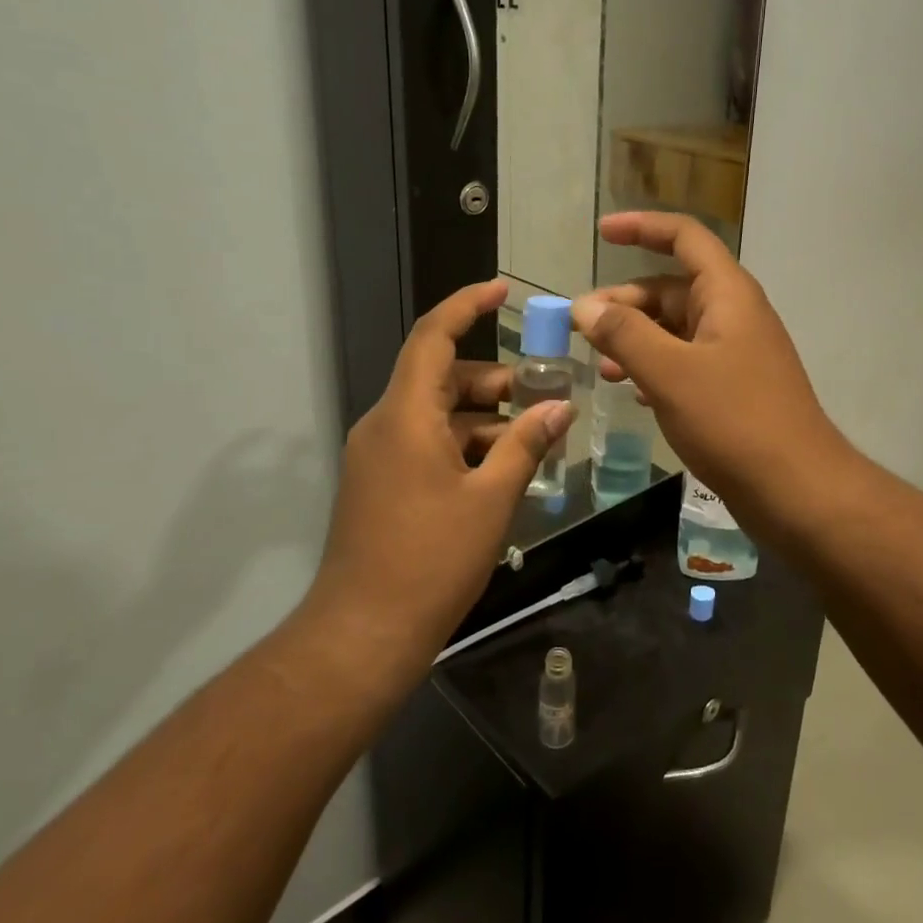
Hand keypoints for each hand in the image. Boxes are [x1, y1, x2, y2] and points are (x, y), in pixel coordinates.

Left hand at [301, 280, 573, 689]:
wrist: (363, 633)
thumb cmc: (431, 559)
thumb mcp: (491, 499)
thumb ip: (526, 445)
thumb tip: (560, 406)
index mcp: (405, 416)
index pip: (433, 337)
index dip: (467, 305)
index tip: (502, 290)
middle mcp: (384, 425)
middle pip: (441, 377)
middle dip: (494, 380)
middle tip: (542, 394)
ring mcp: (378, 456)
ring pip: (437, 414)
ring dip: (483, 418)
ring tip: (531, 440)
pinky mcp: (380, 483)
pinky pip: (426, 443)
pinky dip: (464, 445)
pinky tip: (500, 472)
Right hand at [572, 213, 846, 515]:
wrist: (796, 489)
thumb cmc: (734, 420)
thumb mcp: (670, 372)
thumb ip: (624, 334)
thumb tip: (585, 306)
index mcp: (728, 294)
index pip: (685, 237)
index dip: (642, 227)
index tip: (601, 233)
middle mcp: (734, 314)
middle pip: (672, 287)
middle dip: (625, 302)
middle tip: (581, 327)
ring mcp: (736, 353)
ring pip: (676, 329)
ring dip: (636, 338)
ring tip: (599, 365)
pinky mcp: (734, 388)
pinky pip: (686, 362)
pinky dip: (655, 367)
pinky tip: (630, 390)